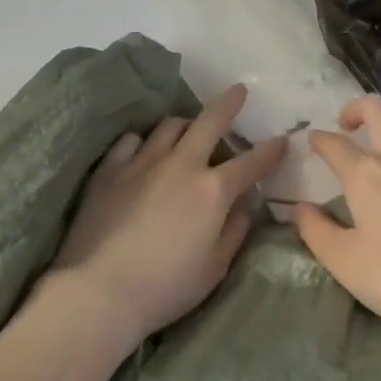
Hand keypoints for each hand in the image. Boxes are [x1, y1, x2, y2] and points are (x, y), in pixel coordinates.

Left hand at [46, 84, 286, 349]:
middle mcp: (181, 164)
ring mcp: (143, 161)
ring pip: (170, 124)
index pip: (251, 162)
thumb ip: (235, 230)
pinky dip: (144, 142)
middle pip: (210, 120)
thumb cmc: (165, 287)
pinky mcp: (111, 168)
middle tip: (238, 91)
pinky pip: (132, 140)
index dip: (270, 150)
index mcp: (213, 190)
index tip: (282, 139)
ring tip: (188, 131)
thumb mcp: (215, 268)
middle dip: (229, 103)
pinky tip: (144, 152)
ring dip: (186, 124)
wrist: (99, 290)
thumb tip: (245, 204)